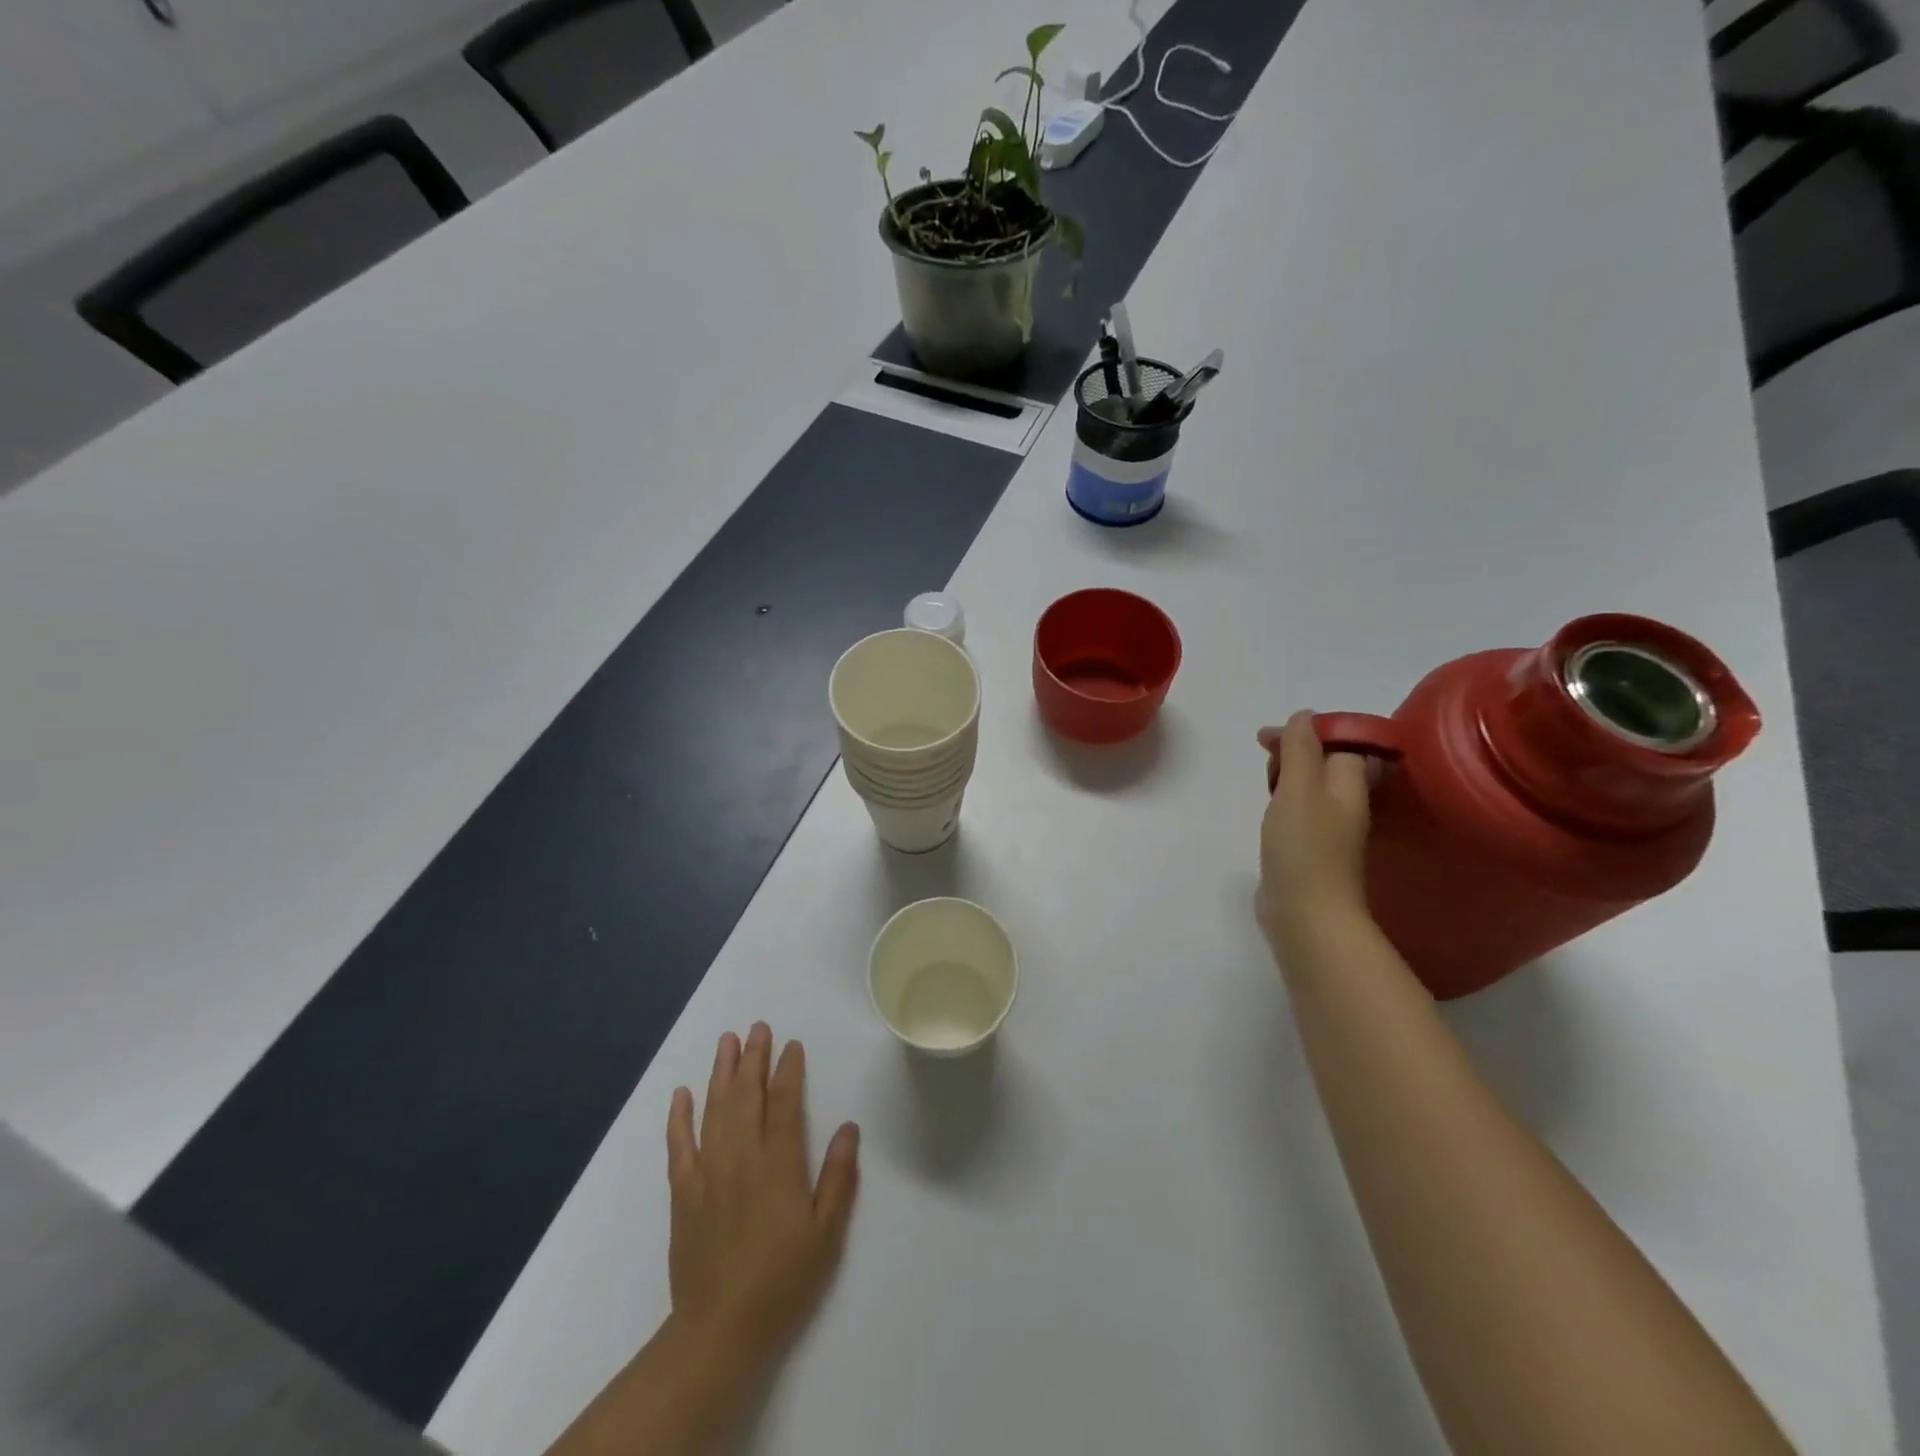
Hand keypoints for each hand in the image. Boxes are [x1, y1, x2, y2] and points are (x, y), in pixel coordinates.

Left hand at [666, 1024, 859, 1370]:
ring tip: (727, 1041)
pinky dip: (679, 1117)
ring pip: (715, 1110)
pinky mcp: (683, 1193)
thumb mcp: (826, 1235)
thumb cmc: (782, 1281)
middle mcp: (742, 1158)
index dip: (788, 1071)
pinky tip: (682, 1094)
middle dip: (753, 1059)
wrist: (719, 1330)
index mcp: (779, 1166)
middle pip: (747, 1096)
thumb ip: (838, 1178)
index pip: (784, 1104)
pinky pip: (679, 1146)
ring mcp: (708, 1173)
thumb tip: (848, 1127)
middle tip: (757, 1027)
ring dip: (721, 1073)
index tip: (791, 1045)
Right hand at [1257, 711, 1375, 957]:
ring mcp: (1330, 829)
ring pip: (1310, 787)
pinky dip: (1282, 801)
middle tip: (1265, 759)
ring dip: (1287, 776)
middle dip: (1294, 752)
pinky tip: (1269, 810)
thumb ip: (1300, 749)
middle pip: (1325, 762)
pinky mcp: (1311, 849)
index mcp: (1350, 786)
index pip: (1341, 742)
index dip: (1308, 731)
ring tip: (1265, 782)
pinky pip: (1299, 810)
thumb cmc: (1304, 847)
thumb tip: (1305, 715)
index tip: (1269, 738)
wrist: (1306, 914)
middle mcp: (1346, 804)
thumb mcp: (1298, 789)